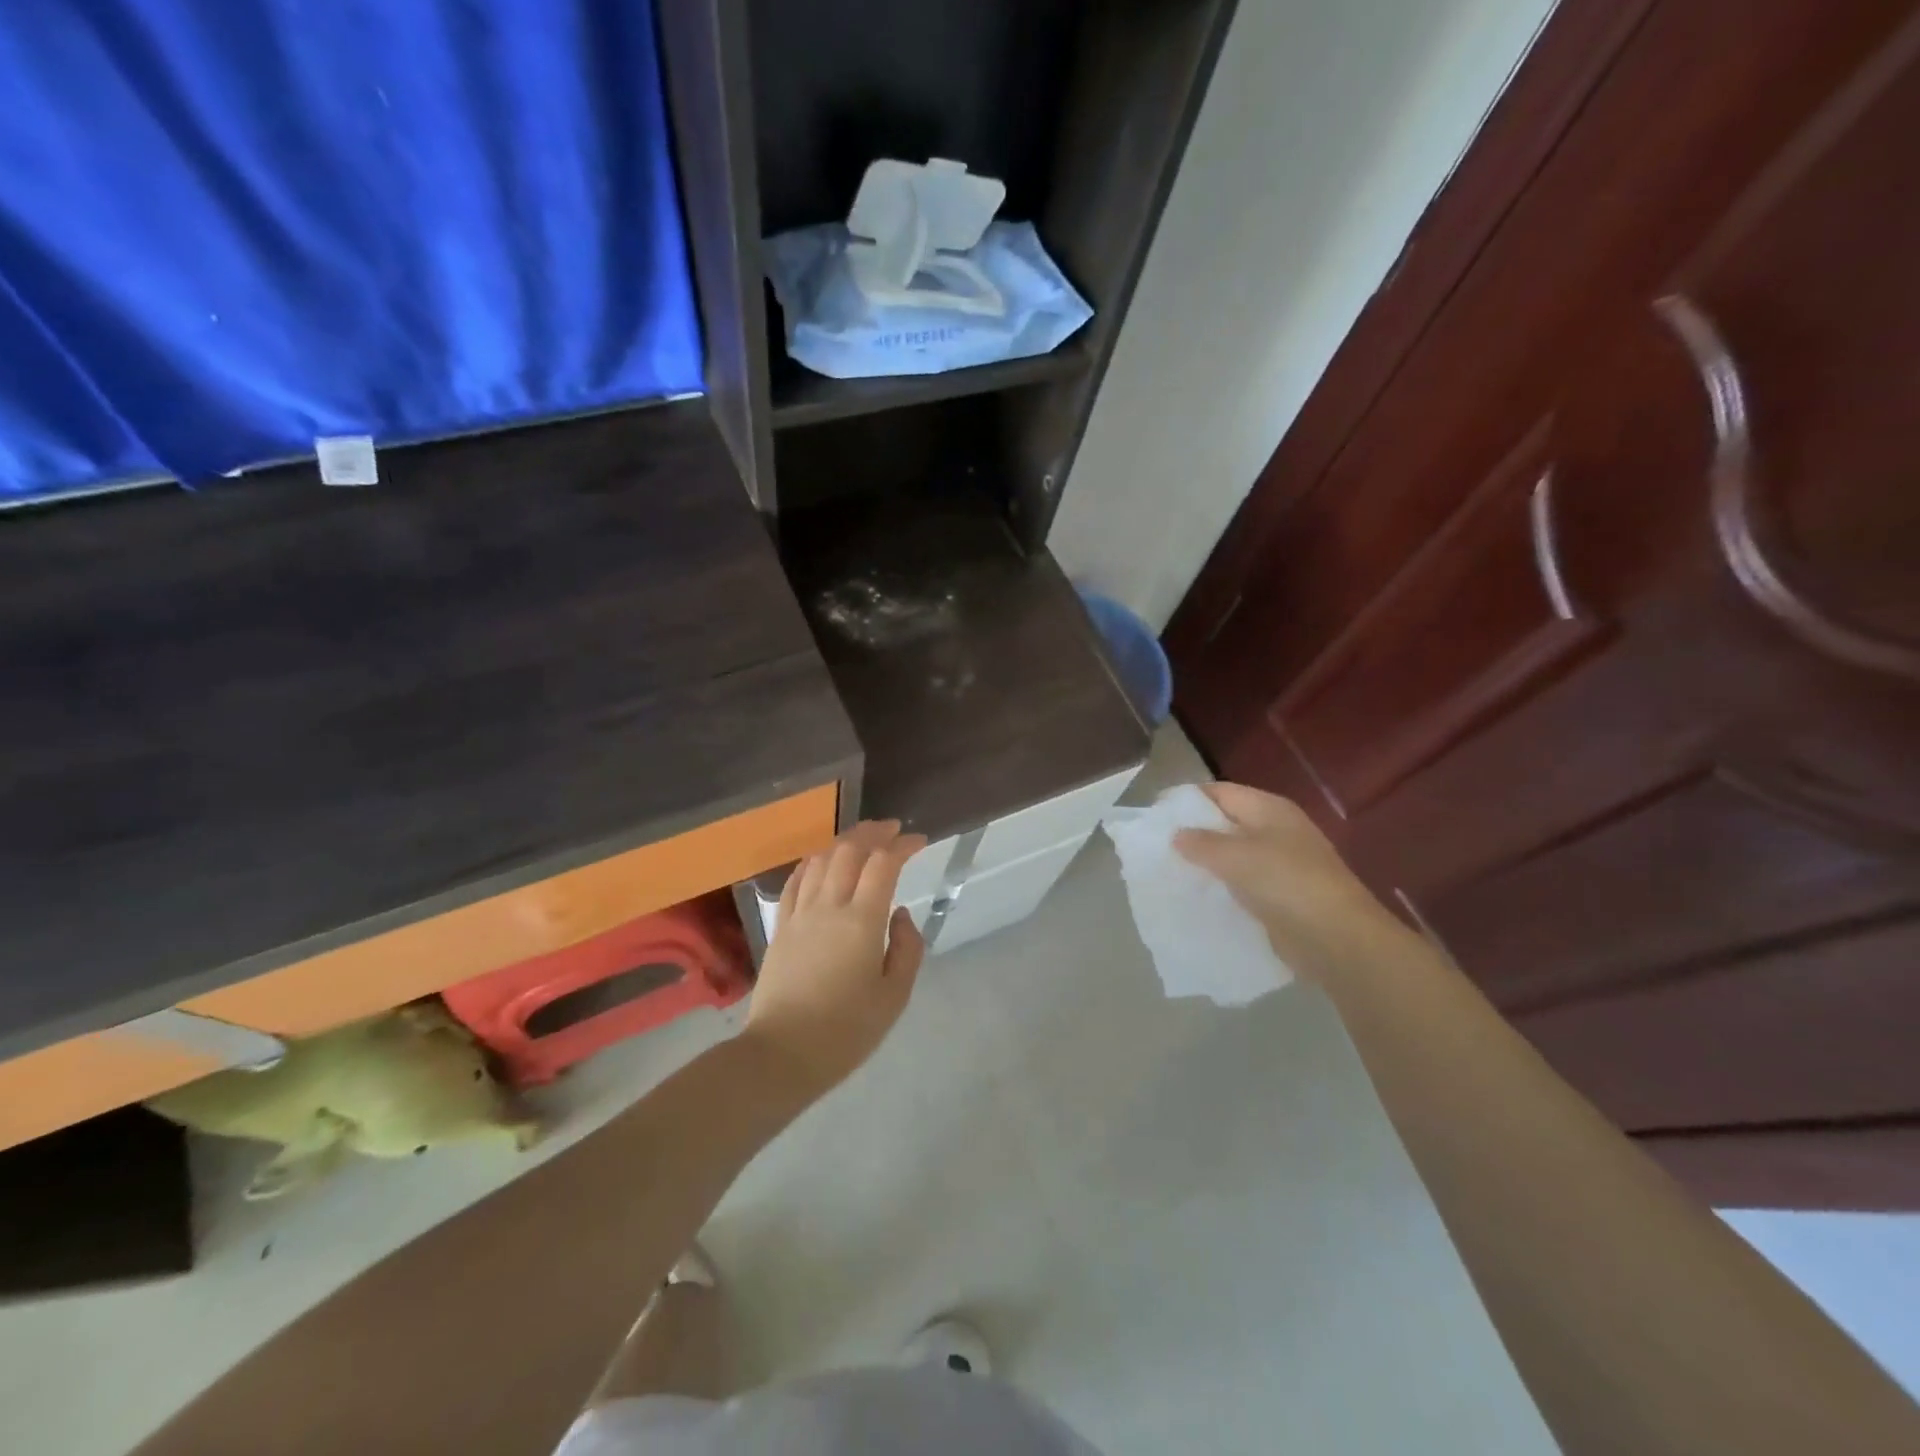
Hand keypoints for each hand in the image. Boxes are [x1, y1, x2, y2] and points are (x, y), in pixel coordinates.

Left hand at [741, 820, 927, 1099]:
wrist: (782, 1054)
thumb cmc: (846, 1031)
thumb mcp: (894, 995)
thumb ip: (907, 948)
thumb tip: (900, 913)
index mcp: (861, 921)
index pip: (883, 864)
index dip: (903, 846)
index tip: (919, 841)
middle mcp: (829, 906)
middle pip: (849, 851)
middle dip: (873, 833)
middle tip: (893, 829)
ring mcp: (800, 914)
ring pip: (821, 860)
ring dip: (844, 842)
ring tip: (862, 840)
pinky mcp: (781, 927)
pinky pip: (796, 881)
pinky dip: (813, 861)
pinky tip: (821, 860)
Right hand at [1174, 783, 1417, 984]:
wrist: (1336, 939)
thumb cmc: (1286, 883)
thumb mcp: (1236, 856)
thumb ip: (1201, 843)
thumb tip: (1177, 834)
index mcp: (1269, 809)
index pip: (1220, 792)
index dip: (1187, 799)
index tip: (1155, 813)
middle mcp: (1276, 830)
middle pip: (1226, 822)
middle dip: (1193, 832)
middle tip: (1156, 845)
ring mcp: (1281, 864)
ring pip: (1232, 855)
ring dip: (1205, 863)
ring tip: (1169, 871)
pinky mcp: (1280, 896)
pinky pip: (1242, 884)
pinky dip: (1220, 887)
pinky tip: (1197, 896)